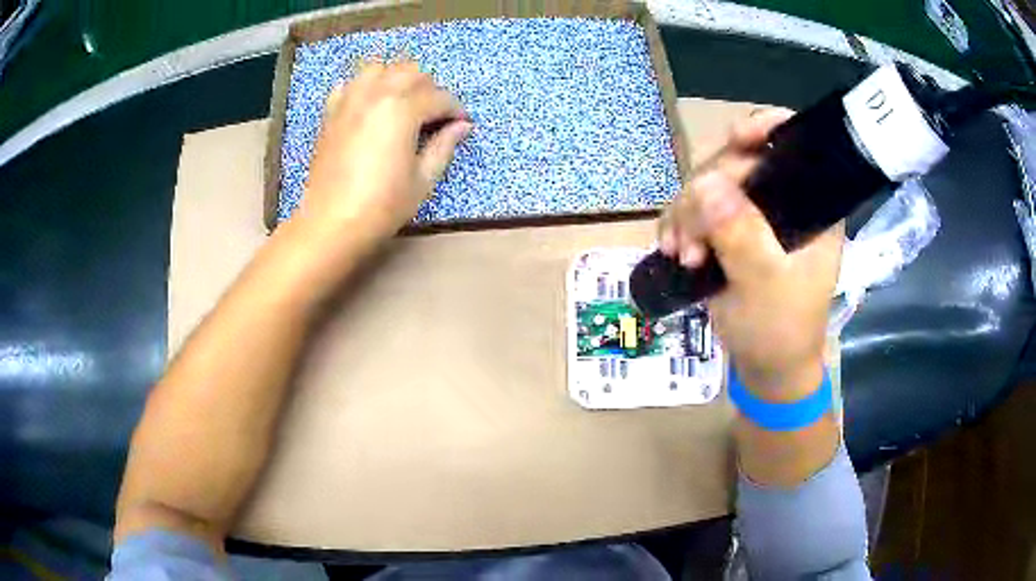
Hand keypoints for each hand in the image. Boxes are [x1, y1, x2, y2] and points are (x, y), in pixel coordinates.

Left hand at [296, 60, 471, 246]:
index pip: (439, 97)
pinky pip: (349, 84)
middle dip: (429, 88)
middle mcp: (376, 94)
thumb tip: (462, 126)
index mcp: (403, 109)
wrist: (331, 222)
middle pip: (411, 72)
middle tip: (433, 114)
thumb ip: (444, 146)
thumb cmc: (382, 205)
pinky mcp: (331, 113)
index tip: (462, 124)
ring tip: (402, 101)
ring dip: (396, 78)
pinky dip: (364, 87)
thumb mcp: (423, 179)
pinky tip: (370, 105)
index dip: (456, 110)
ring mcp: (349, 100)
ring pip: (378, 67)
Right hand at [659, 109, 842, 398]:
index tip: (735, 137)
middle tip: (691, 239)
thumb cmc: (780, 330)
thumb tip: (705, 184)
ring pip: (709, 184)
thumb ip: (742, 235)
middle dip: (707, 193)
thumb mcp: (765, 285)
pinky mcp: (728, 230)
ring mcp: (752, 214)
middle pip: (738, 160)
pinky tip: (675, 251)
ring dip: (687, 214)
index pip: (792, 144)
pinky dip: (679, 225)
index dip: (764, 127)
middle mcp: (781, 200)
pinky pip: (694, 208)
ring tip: (682, 253)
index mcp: (809, 205)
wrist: (766, 368)